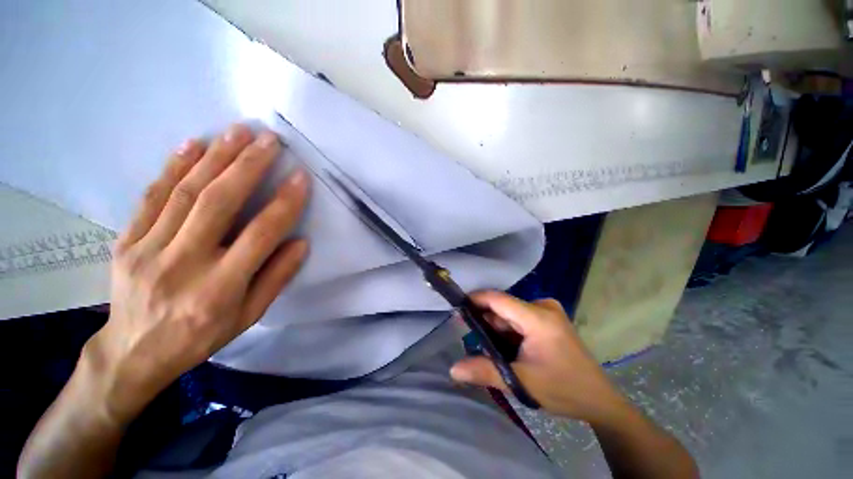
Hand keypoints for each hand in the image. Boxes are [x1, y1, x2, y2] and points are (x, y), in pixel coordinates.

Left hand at [84, 124, 309, 422]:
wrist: (134, 352)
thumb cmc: (201, 337)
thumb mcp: (250, 316)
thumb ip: (277, 277)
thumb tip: (301, 242)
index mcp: (219, 289)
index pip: (259, 236)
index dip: (284, 204)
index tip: (300, 178)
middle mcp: (183, 264)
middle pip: (217, 204)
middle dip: (247, 166)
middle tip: (268, 140)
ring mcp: (147, 250)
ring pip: (184, 193)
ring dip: (215, 157)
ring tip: (238, 132)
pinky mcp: (126, 241)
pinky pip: (151, 198)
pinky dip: (173, 167)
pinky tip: (192, 144)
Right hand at [450, 291, 625, 421]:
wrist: (600, 401)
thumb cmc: (564, 390)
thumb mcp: (521, 382)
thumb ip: (485, 372)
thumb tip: (453, 369)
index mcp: (538, 317)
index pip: (498, 299)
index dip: (475, 300)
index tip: (456, 308)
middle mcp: (543, 307)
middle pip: (503, 308)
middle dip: (485, 322)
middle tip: (470, 340)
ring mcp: (547, 312)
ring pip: (510, 314)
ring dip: (497, 329)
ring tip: (486, 348)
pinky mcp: (549, 319)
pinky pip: (520, 319)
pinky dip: (508, 331)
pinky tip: (504, 347)